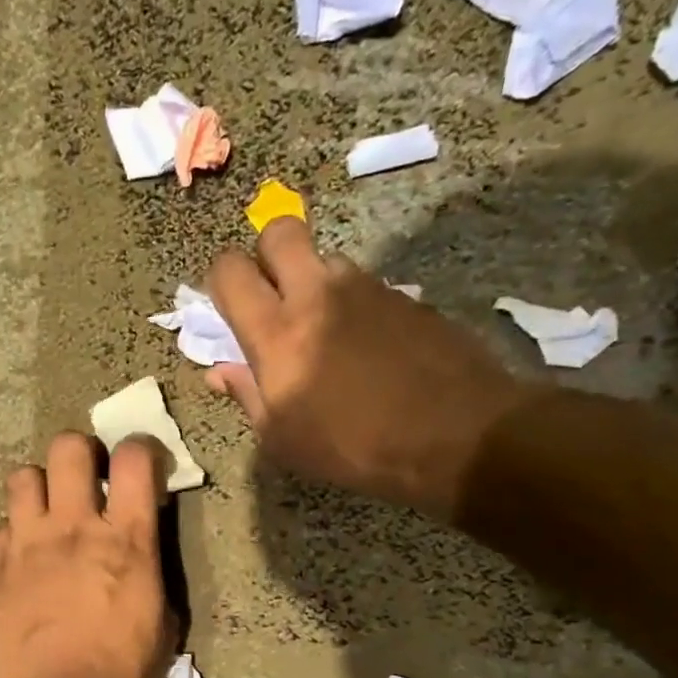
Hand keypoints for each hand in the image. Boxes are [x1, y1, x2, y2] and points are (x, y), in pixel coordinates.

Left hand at [0, 432, 174, 677]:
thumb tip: (142, 557)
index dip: (141, 448)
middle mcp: (74, 527)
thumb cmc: (120, 672)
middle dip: (80, 452)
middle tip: (87, 476)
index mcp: (127, 539)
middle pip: (68, 448)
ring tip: (48, 509)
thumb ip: (151, 575)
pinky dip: (14, 531)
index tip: (141, 463)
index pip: (135, 459)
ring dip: (39, 485)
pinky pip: (0, 525)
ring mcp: (28, 544)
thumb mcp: (162, 624)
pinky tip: (22, 553)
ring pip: (22, 476)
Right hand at [204, 215, 535, 519]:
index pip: (230, 270)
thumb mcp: (284, 438)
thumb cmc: (355, 446)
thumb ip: (247, 394)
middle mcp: (317, 293)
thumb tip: (219, 370)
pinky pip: (362, 282)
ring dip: (312, 280)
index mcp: (277, 331)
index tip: (229, 309)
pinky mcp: (404, 294)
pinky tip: (365, 345)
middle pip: (279, 231)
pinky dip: (351, 302)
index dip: (221, 282)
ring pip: (324, 257)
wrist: (457, 434)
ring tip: (323, 328)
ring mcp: (365, 287)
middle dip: (265, 254)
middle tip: (272, 296)